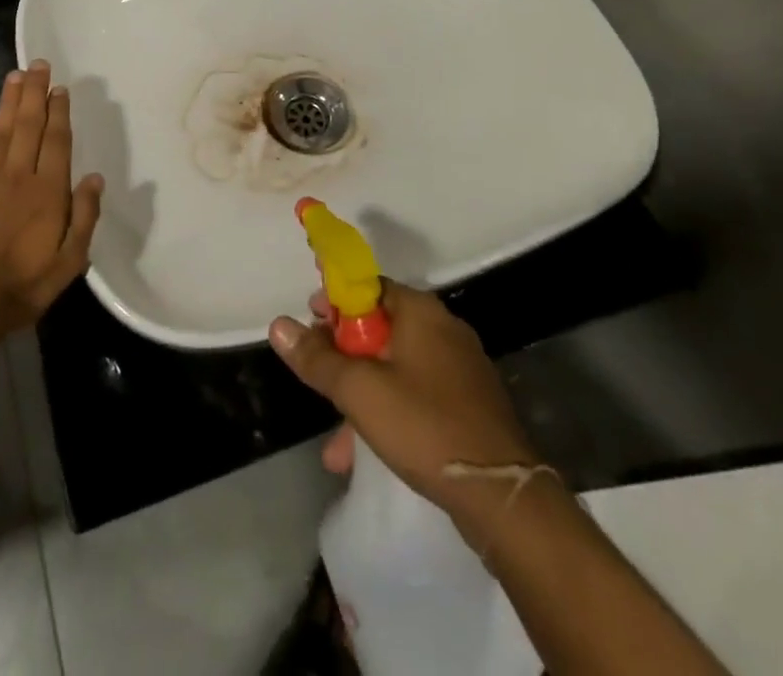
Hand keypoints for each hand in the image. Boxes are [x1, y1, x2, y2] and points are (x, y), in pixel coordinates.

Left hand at [0, 61, 103, 330]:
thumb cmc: (21, 286)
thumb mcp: (68, 263)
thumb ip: (84, 218)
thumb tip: (95, 178)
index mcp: (48, 192)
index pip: (56, 141)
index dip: (59, 112)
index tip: (60, 88)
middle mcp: (18, 175)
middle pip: (28, 125)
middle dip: (34, 92)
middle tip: (37, 65)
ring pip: (2, 130)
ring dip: (10, 101)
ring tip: (15, 76)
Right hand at [270, 281, 536, 538]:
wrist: (504, 497)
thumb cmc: (425, 426)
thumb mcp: (359, 391)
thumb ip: (317, 358)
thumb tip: (278, 325)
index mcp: (420, 311)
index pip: (368, 285)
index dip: (334, 300)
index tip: (310, 321)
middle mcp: (442, 329)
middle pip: (379, 325)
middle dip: (343, 352)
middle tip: (317, 373)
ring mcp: (459, 368)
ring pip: (395, 366)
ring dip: (360, 392)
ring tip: (333, 436)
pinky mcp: (468, 405)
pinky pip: (415, 394)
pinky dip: (387, 411)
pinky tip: (362, 452)